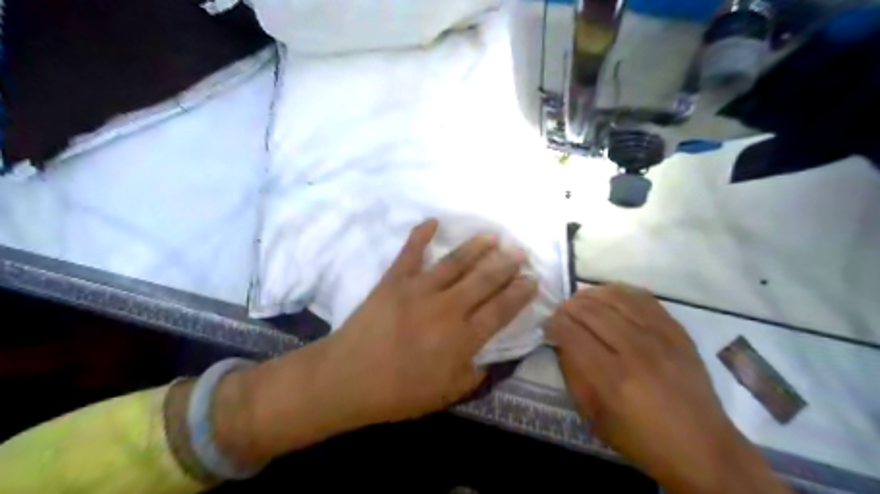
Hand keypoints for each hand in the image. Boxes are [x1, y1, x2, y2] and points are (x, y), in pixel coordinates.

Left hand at [217, 220, 535, 465]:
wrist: (348, 378)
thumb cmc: (398, 392)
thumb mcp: (446, 394)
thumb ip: (474, 374)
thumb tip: (490, 356)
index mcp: (461, 338)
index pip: (500, 310)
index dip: (519, 293)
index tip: (532, 279)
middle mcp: (446, 308)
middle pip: (484, 280)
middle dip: (505, 265)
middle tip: (520, 252)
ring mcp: (418, 289)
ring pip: (455, 262)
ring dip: (476, 247)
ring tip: (493, 236)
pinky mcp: (394, 280)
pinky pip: (410, 253)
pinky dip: (421, 235)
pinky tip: (433, 221)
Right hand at [548, 284, 786, 493]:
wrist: (701, 445)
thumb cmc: (640, 437)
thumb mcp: (593, 416)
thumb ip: (573, 374)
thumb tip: (560, 341)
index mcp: (612, 379)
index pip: (572, 334)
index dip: (554, 324)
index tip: (548, 326)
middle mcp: (636, 351)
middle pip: (591, 311)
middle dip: (568, 308)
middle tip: (561, 313)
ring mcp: (660, 337)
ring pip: (615, 297)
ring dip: (590, 295)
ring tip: (580, 302)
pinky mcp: (677, 330)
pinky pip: (642, 297)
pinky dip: (619, 291)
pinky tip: (608, 296)